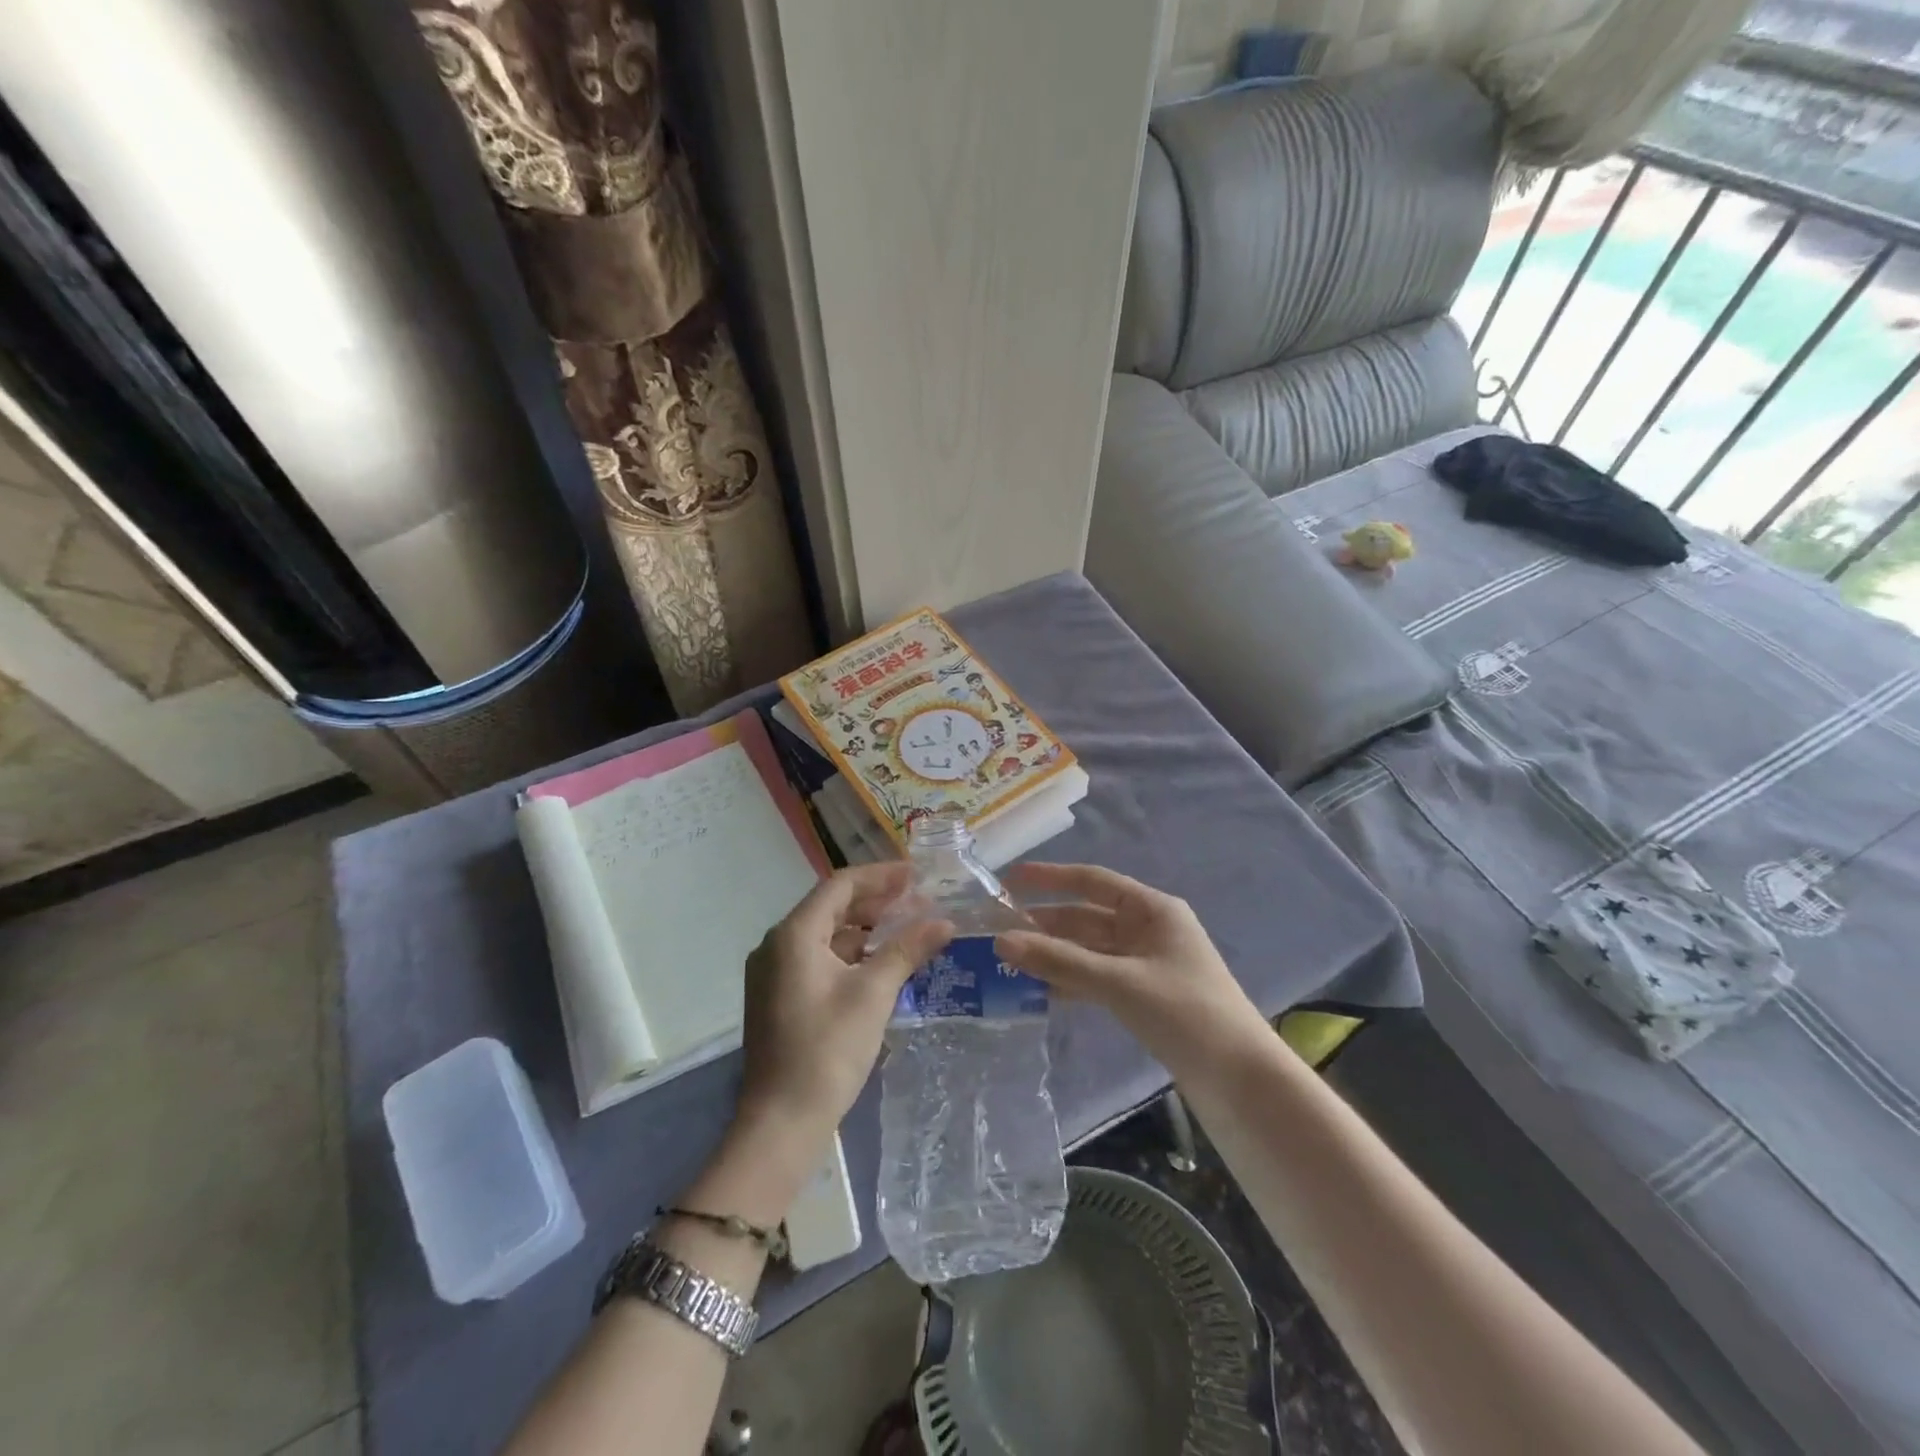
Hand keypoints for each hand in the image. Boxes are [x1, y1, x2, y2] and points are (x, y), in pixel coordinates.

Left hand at [735, 863, 952, 1152]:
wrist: (781, 1122)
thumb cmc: (827, 1050)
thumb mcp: (873, 994)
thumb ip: (907, 950)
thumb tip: (945, 923)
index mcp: (794, 934)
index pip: (840, 885)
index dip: (880, 876)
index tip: (916, 874)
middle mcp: (777, 944)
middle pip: (830, 906)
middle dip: (875, 901)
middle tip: (917, 900)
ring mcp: (773, 972)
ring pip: (825, 934)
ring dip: (864, 927)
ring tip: (905, 927)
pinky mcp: (778, 996)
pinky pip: (817, 957)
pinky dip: (849, 952)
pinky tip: (879, 962)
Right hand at [996, 863, 1266, 1071]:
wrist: (1240, 1080)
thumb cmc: (1185, 1013)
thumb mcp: (1119, 982)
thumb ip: (1060, 961)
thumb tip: (1001, 940)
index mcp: (1152, 910)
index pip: (1092, 881)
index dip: (1051, 878)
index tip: (1010, 879)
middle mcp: (1148, 929)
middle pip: (1087, 917)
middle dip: (1045, 922)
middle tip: (997, 928)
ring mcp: (1147, 964)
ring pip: (1090, 950)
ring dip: (1054, 954)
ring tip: (1008, 959)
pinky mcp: (1144, 997)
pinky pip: (1098, 978)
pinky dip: (1071, 981)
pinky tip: (1039, 990)